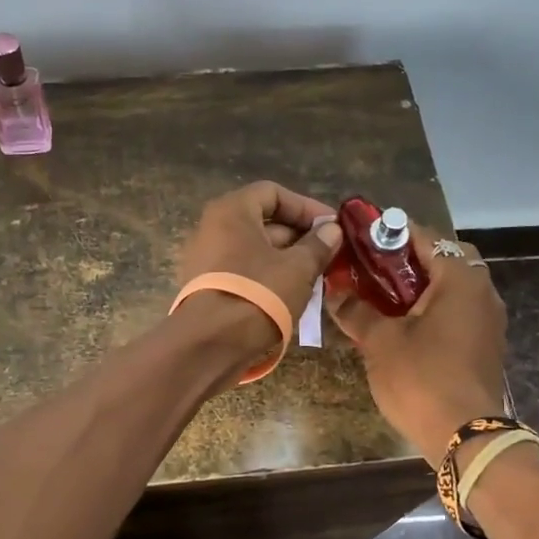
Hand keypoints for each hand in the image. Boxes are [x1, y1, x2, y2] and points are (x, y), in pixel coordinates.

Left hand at [174, 181, 342, 354]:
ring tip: (317, 279)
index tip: (332, 227)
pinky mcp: (207, 287)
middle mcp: (213, 228)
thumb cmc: (257, 294)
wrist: (210, 345)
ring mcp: (206, 259)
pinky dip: (268, 278)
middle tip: (329, 256)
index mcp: (232, 211)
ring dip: (288, 260)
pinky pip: (244, 272)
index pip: (273, 193)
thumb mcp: (298, 268)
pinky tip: (293, 297)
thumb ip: (318, 245)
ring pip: (255, 250)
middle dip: (300, 237)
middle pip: (263, 222)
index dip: (306, 207)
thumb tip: (332, 230)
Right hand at [327, 226, 507, 454]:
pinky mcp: (486, 345)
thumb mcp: (380, 342)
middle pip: (447, 258)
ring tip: (383, 295)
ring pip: (454, 286)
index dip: (392, 233)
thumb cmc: (421, 378)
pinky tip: (404, 324)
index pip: (427, 238)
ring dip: (422, 284)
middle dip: (411, 258)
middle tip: (376, 268)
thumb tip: (334, 292)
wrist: (465, 436)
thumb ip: (356, 310)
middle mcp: (482, 292)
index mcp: (460, 280)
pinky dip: (434, 307)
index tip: (363, 236)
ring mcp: (488, 320)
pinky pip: (459, 311)